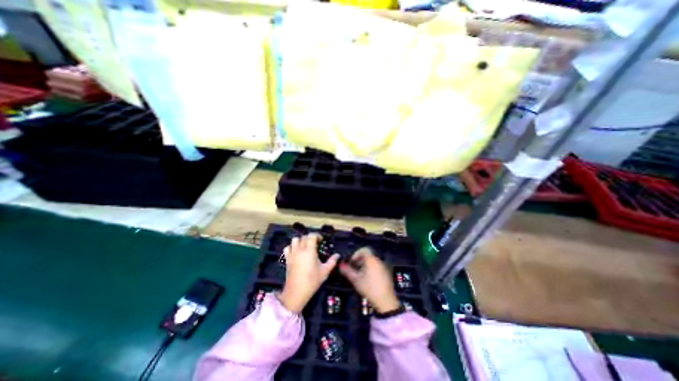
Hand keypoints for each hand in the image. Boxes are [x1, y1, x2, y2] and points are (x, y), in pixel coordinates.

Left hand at [279, 233, 338, 314]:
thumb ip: (332, 261)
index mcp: (310, 251)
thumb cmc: (312, 281)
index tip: (321, 240)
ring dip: (301, 240)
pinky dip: (292, 247)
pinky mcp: (287, 259)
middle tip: (315, 244)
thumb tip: (337, 255)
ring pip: (295, 240)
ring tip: (305, 246)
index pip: (312, 235)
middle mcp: (300, 250)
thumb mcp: (325, 271)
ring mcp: (292, 254)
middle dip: (310, 238)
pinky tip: (296, 252)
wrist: (296, 292)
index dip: (317, 235)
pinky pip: (288, 247)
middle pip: (304, 237)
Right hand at [338, 249, 398, 314]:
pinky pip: (376, 266)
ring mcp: (383, 266)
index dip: (356, 254)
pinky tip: (367, 279)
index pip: (363, 249)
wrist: (385, 301)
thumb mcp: (356, 280)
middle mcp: (378, 260)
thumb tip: (340, 265)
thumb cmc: (369, 288)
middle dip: (359, 260)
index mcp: (371, 259)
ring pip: (371, 261)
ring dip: (364, 265)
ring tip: (359, 275)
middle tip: (353, 269)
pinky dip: (370, 269)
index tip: (351, 262)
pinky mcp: (386, 273)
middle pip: (367, 255)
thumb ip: (347, 271)